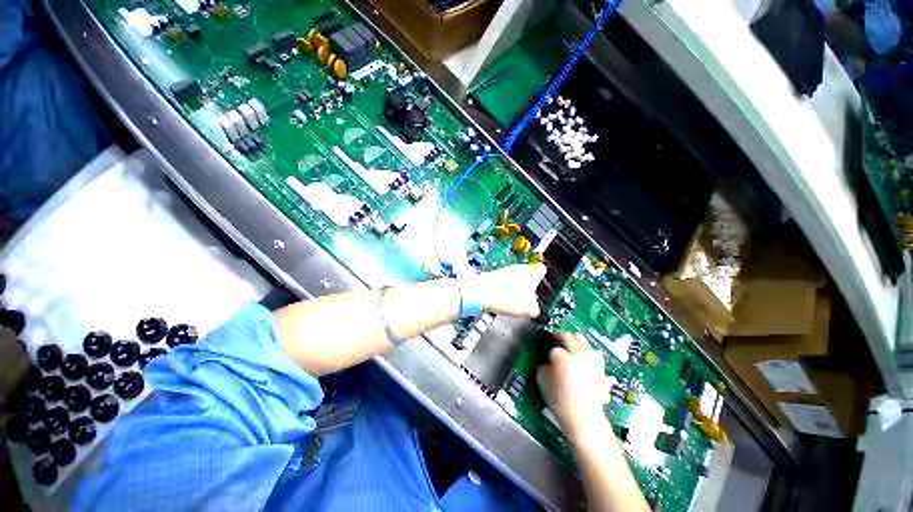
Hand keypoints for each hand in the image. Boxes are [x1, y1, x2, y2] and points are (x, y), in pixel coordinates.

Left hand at [475, 264, 545, 316]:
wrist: (481, 294)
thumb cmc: (507, 297)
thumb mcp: (530, 309)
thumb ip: (538, 309)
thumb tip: (536, 311)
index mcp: (534, 271)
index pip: (545, 270)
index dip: (546, 280)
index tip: (545, 289)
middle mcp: (521, 267)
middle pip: (530, 275)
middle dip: (531, 287)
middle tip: (532, 300)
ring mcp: (507, 270)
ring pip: (518, 278)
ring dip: (519, 289)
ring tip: (517, 303)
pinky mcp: (496, 275)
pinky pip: (506, 282)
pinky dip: (507, 290)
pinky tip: (505, 301)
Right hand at [536, 332, 608, 442]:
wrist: (585, 417)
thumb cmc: (560, 401)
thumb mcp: (541, 381)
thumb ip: (542, 364)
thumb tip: (546, 357)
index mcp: (563, 359)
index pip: (553, 347)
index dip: (548, 351)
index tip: (546, 355)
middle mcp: (579, 355)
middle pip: (567, 335)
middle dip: (558, 337)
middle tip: (554, 343)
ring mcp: (591, 359)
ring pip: (581, 338)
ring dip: (572, 340)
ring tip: (568, 348)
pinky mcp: (600, 365)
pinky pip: (593, 350)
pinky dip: (586, 350)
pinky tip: (582, 357)